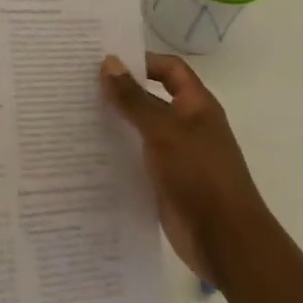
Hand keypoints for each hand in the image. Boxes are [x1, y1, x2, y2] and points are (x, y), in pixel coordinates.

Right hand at [101, 53, 265, 288]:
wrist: (226, 242)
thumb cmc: (199, 174)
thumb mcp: (163, 130)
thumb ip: (134, 98)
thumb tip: (109, 62)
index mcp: (196, 105)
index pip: (170, 69)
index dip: (142, 61)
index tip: (106, 61)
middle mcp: (188, 126)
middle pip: (152, 98)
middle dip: (121, 91)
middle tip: (81, 83)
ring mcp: (177, 156)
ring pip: (141, 130)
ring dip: (116, 123)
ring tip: (77, 114)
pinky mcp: (166, 182)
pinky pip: (138, 159)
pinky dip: (118, 153)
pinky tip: (89, 152)